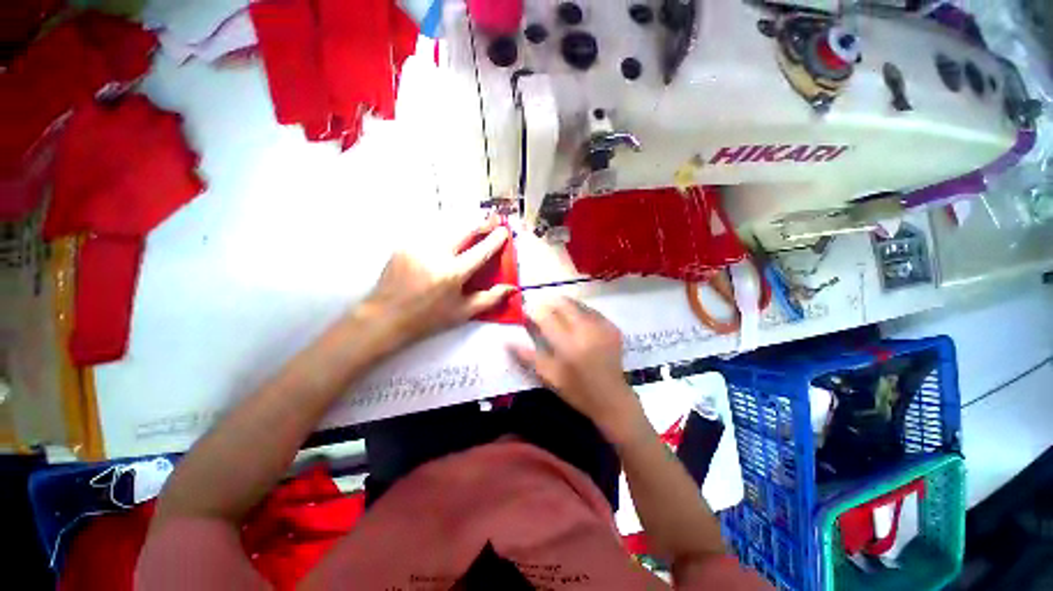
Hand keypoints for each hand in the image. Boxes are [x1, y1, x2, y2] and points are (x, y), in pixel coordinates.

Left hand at [361, 225, 515, 347]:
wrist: (386, 316)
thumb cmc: (428, 319)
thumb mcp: (463, 313)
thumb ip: (490, 299)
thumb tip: (512, 288)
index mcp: (452, 274)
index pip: (480, 251)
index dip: (495, 239)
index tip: (504, 231)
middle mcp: (435, 254)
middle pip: (463, 229)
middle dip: (480, 223)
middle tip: (491, 220)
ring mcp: (418, 246)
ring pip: (446, 227)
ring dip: (461, 227)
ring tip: (471, 228)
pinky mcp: (405, 244)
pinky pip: (430, 233)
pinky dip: (443, 234)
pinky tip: (445, 241)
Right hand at [510, 297, 644, 442]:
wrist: (612, 398)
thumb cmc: (577, 391)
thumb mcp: (549, 377)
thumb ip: (528, 357)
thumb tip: (507, 341)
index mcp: (568, 345)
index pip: (546, 316)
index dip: (533, 310)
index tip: (526, 311)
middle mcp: (586, 330)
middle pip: (563, 304)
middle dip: (548, 302)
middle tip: (540, 308)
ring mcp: (602, 327)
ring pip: (577, 303)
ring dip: (563, 304)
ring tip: (555, 311)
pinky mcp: (612, 327)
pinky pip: (591, 310)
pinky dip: (579, 310)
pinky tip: (574, 317)